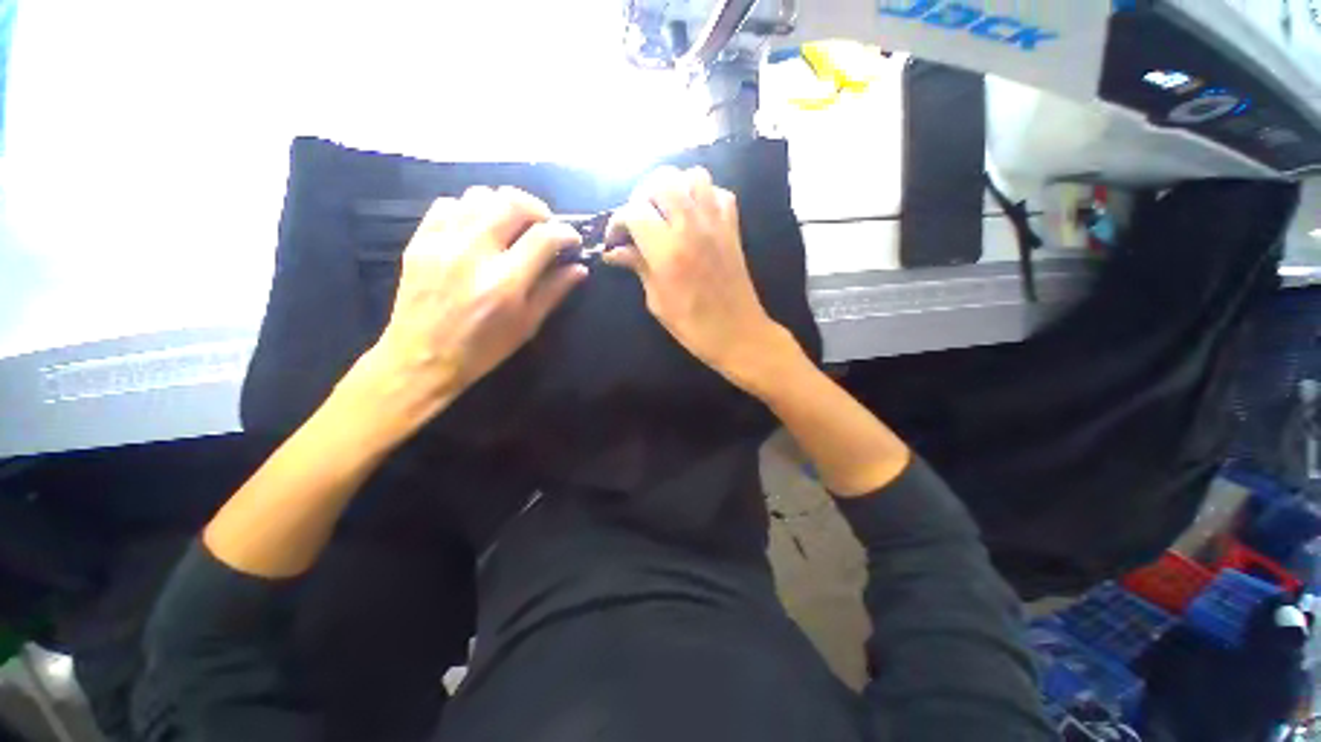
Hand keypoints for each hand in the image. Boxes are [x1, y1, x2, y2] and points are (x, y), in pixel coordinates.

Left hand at [341, 186, 585, 439]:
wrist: (421, 358)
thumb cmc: (482, 349)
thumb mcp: (527, 326)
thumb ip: (554, 291)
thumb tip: (579, 268)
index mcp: (505, 282)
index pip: (544, 237)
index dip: (566, 233)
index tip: (572, 241)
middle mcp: (474, 254)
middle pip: (512, 202)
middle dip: (538, 209)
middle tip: (545, 226)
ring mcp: (442, 243)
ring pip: (480, 195)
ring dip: (505, 205)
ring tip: (513, 225)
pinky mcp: (419, 241)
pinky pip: (448, 204)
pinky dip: (471, 209)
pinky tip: (478, 229)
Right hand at [605, 166, 794, 387]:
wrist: (739, 334)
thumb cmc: (693, 327)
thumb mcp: (657, 302)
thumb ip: (638, 267)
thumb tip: (614, 251)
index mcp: (667, 251)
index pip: (634, 211)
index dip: (617, 221)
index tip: (615, 239)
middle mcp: (691, 227)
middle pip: (662, 180)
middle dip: (642, 195)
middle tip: (639, 220)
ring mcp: (716, 224)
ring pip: (693, 176)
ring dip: (674, 187)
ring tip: (666, 211)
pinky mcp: (733, 228)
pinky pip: (719, 192)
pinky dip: (703, 195)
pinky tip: (694, 216)